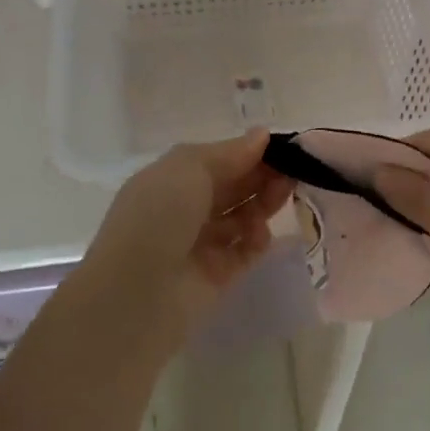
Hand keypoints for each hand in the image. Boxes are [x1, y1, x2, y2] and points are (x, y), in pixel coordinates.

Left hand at [79, 129, 293, 347]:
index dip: (250, 152)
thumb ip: (230, 153)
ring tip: (283, 196)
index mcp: (172, 179)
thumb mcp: (189, 168)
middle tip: (294, 170)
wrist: (136, 294)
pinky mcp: (216, 276)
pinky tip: (262, 235)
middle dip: (262, 176)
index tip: (283, 147)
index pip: (219, 160)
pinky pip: (244, 252)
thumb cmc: (158, 216)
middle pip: (234, 187)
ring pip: (242, 217)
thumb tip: (262, 136)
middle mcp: (185, 209)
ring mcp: (200, 244)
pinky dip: (256, 240)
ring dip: (263, 204)